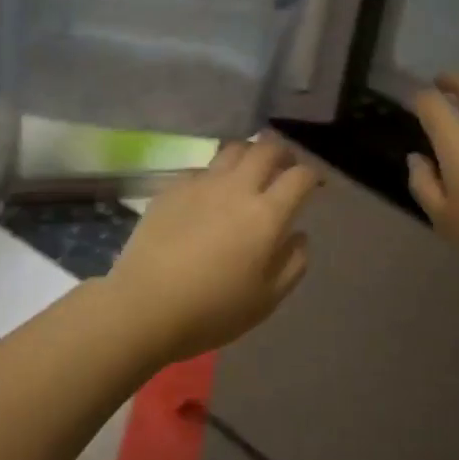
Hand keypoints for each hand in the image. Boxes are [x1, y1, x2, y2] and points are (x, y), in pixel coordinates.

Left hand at [102, 139, 321, 362]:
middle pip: (266, 149)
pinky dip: (215, 173)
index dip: (311, 176)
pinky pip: (202, 168)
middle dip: (282, 152)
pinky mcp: (172, 187)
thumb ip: (293, 263)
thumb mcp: (266, 299)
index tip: (313, 185)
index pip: (299, 177)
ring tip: (249, 170)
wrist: (145, 304)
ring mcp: (201, 183)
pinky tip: (210, 192)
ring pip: (233, 149)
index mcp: (266, 215)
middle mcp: (236, 188)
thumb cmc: (212, 310)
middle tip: (285, 166)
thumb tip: (299, 234)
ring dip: (249, 154)